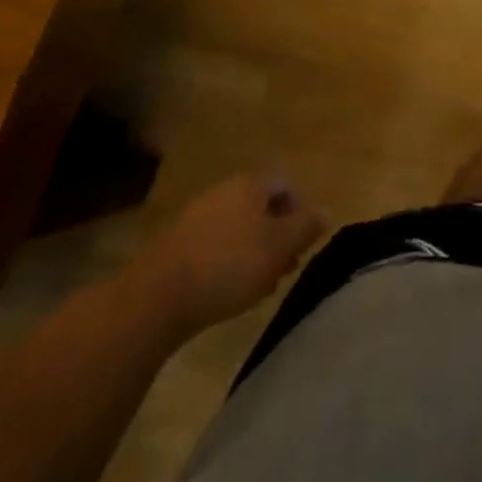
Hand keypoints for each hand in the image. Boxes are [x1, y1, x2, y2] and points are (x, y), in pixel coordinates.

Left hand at [142, 174, 326, 333]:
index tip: (302, 248)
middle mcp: (224, 191)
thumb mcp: (280, 247)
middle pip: (262, 208)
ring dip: (254, 252)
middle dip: (277, 237)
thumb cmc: (229, 265)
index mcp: (251, 184)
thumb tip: (326, 212)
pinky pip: (215, 245)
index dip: (300, 214)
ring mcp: (197, 216)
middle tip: (283, 270)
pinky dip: (227, 263)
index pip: (286, 187)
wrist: (156, 296)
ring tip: (257, 287)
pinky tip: (226, 291)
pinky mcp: (177, 244)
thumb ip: (306, 227)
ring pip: (239, 228)